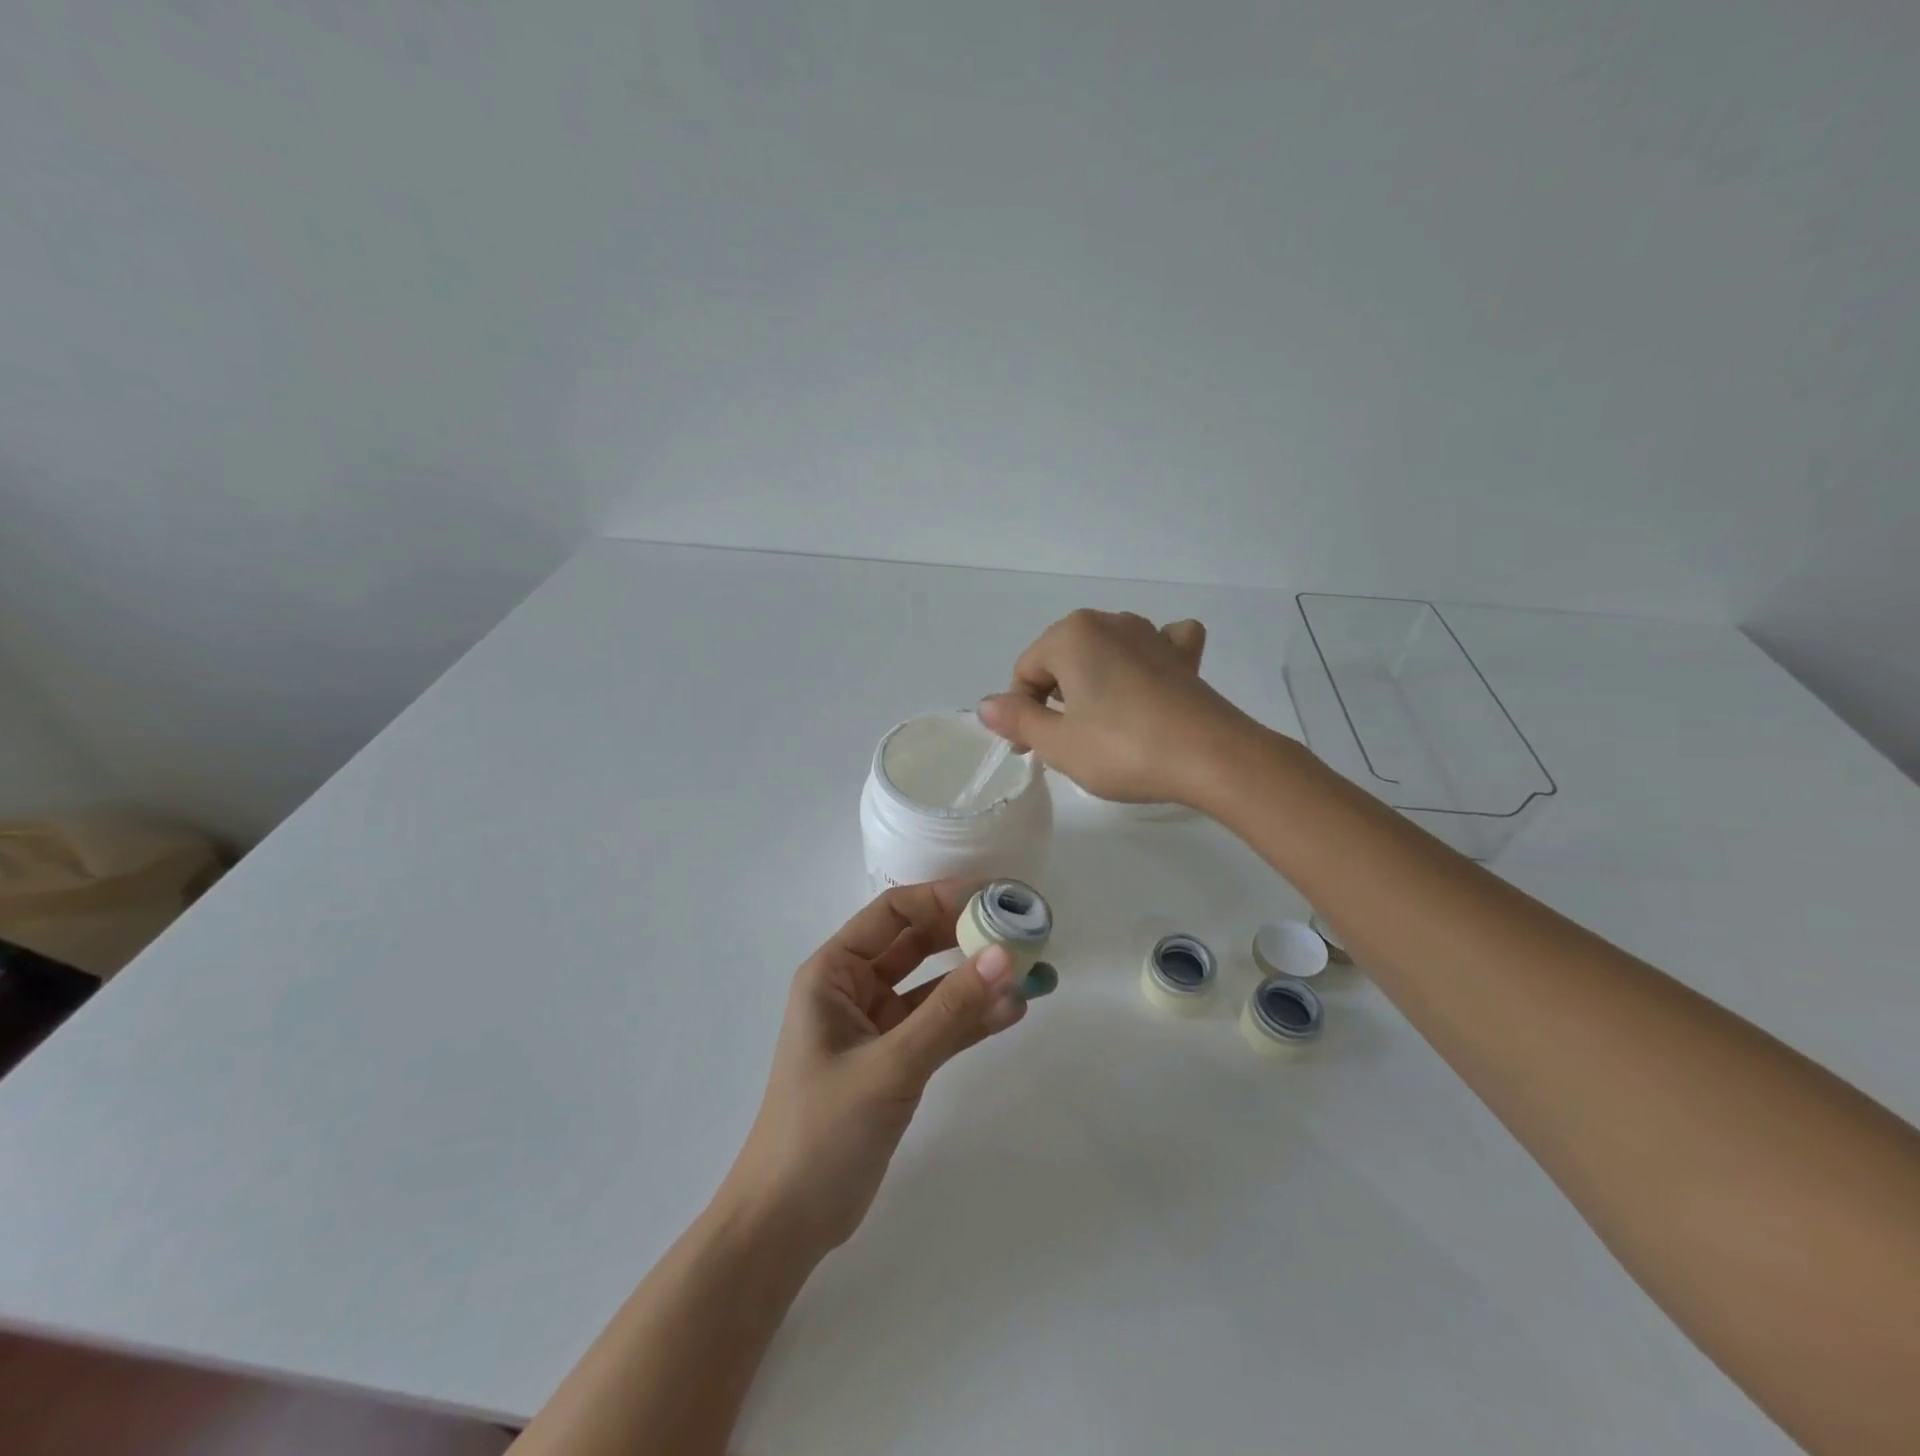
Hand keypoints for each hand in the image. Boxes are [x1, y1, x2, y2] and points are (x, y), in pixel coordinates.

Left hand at [719, 880, 1029, 1260]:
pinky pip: (940, 1026)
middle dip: (967, 936)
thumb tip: (1005, 955)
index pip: (894, 913)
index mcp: (834, 972)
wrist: (787, 1224)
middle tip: (1022, 930)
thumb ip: (951, 1011)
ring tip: (1033, 972)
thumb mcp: (890, 1064)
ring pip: (935, 987)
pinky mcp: (895, 1061)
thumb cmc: (823, 1130)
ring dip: (978, 980)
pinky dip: (973, 1019)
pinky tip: (1013, 1011)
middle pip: (918, 944)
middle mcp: (854, 989)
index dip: (943, 897)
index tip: (997, 896)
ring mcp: (876, 1026)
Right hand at [976, 610, 1253, 806]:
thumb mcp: (1058, 744)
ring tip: (1101, 724)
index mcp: (1071, 635)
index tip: (1031, 751)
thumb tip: (986, 705)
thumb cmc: (1123, 749)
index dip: (1021, 713)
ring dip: (1093, 682)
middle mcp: (1109, 622)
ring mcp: (1151, 633)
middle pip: (1062, 659)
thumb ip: (1017, 720)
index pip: (1026, 672)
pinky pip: (1155, 645)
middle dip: (1055, 698)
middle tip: (1065, 743)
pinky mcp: (1182, 655)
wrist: (1212, 758)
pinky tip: (1148, 680)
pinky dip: (1144, 659)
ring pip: (1103, 652)